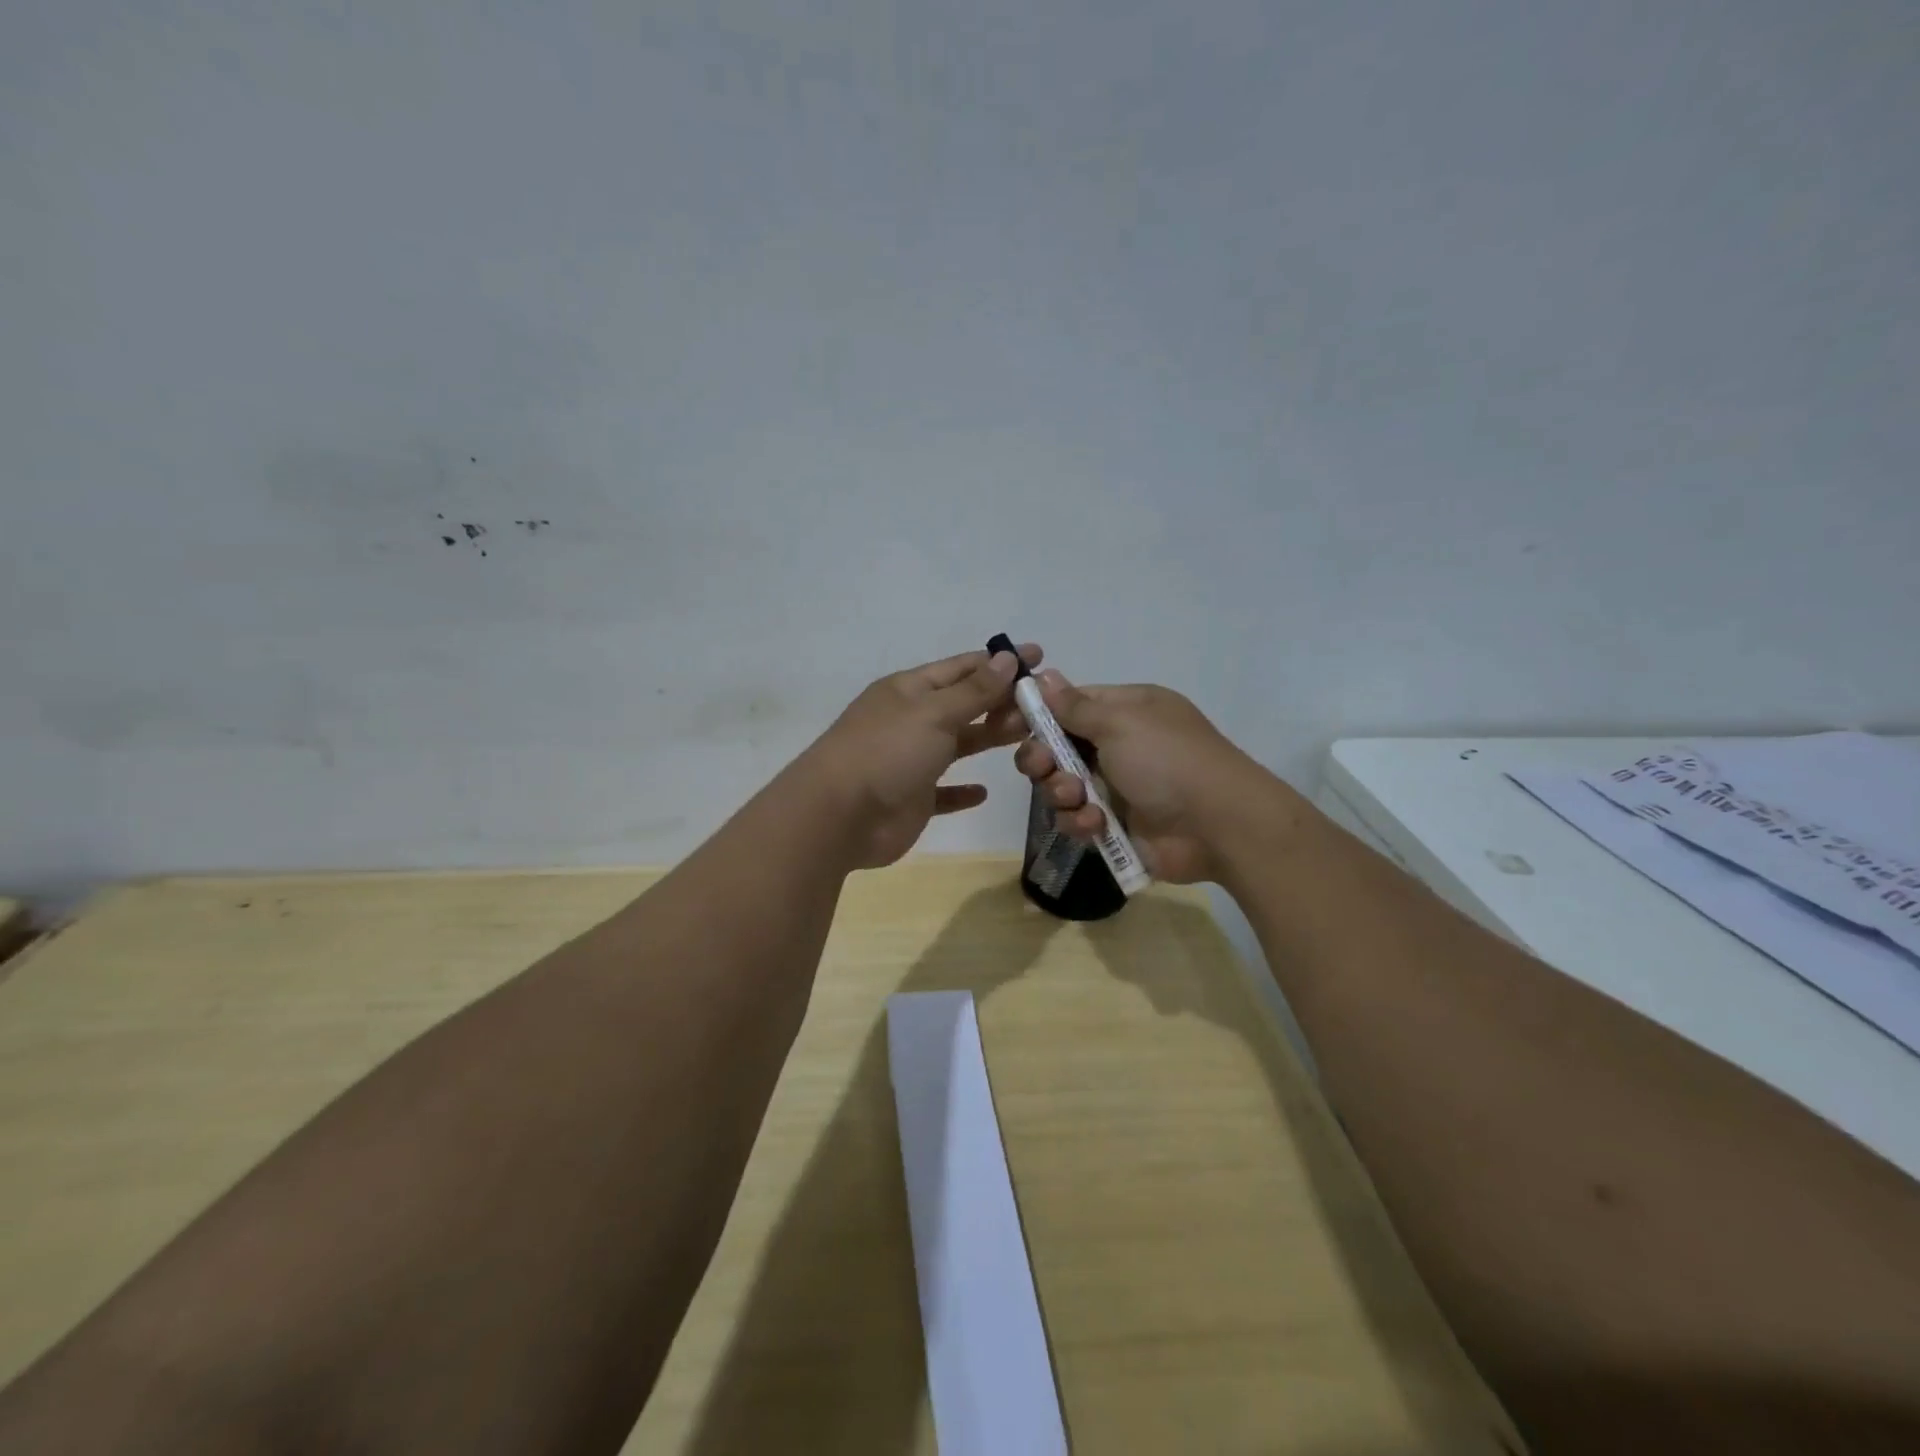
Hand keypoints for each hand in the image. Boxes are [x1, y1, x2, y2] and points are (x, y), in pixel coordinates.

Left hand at [799, 642, 1042, 869]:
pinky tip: (983, 792)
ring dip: (989, 737)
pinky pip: (943, 791)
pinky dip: (962, 791)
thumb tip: (1005, 657)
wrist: (839, 816)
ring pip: (958, 744)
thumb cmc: (887, 752)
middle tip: (1045, 703)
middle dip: (1002, 700)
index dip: (1000, 661)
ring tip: (1029, 736)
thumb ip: (974, 690)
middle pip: (964, 704)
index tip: (1038, 657)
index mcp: (910, 690)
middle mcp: (911, 720)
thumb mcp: (934, 712)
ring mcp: (911, 761)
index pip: (963, 668)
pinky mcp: (912, 799)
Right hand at [1012, 672, 1290, 883]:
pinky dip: (1080, 822)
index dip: (1037, 715)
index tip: (1006, 726)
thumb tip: (1043, 675)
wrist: (1217, 825)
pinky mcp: (1115, 824)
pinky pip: (1077, 819)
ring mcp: (1116, 786)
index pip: (1068, 705)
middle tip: (1046, 768)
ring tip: (1079, 800)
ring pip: (1061, 786)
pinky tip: (1095, 825)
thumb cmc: (1167, 760)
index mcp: (1124, 711)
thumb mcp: (1120, 722)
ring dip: (1062, 793)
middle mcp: (1118, 745)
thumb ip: (1074, 706)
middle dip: (1044, 760)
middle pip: (1056, 748)